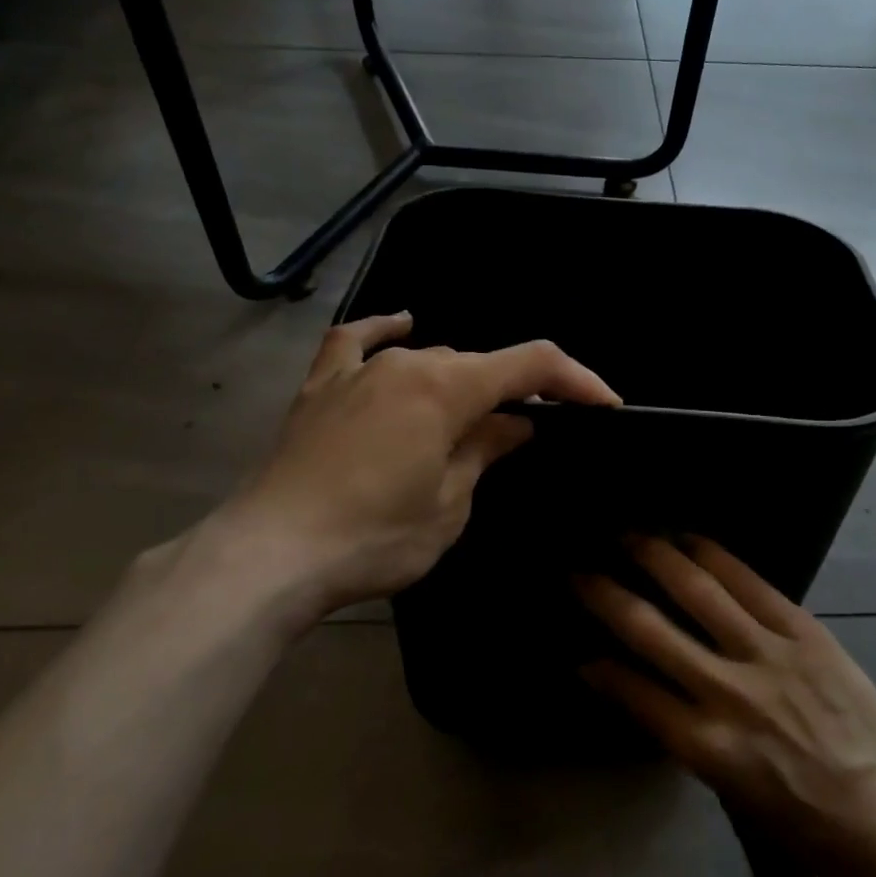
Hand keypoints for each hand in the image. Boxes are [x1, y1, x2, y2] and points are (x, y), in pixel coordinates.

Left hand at [203, 313, 618, 622]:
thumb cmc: (372, 537)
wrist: (271, 552)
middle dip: (515, 394)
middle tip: (533, 433)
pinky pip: (357, 342)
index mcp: (447, 388)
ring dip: (460, 383)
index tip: (604, 404)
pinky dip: (384, 331)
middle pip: (478, 366)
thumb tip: (517, 425)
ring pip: (429, 359)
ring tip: (472, 419)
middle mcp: (406, 362)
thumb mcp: (449, 505)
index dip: (575, 380)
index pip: (530, 365)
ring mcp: (359, 370)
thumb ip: (485, 451)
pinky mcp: (322, 387)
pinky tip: (402, 324)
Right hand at [574, 536, 875, 876]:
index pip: (634, 693)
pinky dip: (713, 556)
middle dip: (607, 596)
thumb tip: (639, 689)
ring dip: (656, 557)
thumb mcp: (730, 792)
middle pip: (651, 631)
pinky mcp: (803, 631)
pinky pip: (749, 581)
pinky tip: (689, 539)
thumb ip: (682, 735)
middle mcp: (730, 694)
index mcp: (709, 747)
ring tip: (629, 536)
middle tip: (579, 572)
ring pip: (698, 591)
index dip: (600, 668)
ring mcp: (769, 655)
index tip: (579, 649)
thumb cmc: (803, 817)